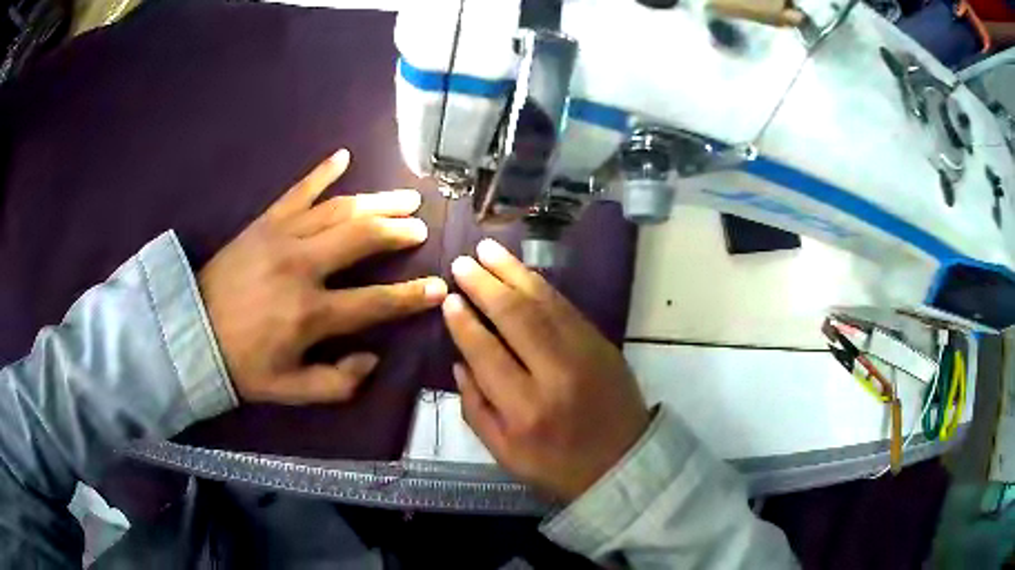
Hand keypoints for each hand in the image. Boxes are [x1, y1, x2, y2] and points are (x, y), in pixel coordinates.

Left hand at [200, 149, 446, 404]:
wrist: (189, 332)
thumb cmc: (241, 365)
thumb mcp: (289, 391)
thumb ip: (337, 383)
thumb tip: (372, 358)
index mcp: (310, 313)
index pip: (376, 301)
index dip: (411, 296)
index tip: (438, 287)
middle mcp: (302, 266)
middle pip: (363, 238)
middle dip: (398, 231)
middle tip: (420, 227)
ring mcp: (282, 237)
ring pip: (339, 209)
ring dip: (376, 201)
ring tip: (403, 197)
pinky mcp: (263, 222)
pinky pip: (297, 191)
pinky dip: (321, 172)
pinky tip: (343, 156)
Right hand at [442, 239, 649, 501]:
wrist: (623, 462)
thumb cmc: (557, 465)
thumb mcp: (504, 453)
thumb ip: (475, 408)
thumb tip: (459, 361)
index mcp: (525, 410)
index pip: (486, 351)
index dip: (464, 322)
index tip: (448, 298)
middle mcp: (555, 375)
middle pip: (515, 317)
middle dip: (484, 285)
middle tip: (462, 262)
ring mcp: (584, 353)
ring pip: (543, 303)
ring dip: (512, 272)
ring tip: (487, 251)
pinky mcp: (601, 343)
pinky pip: (566, 306)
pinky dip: (541, 286)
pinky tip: (522, 272)